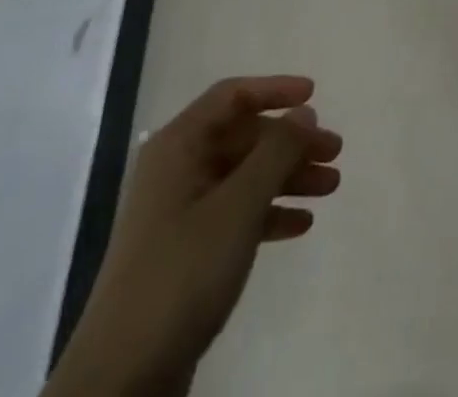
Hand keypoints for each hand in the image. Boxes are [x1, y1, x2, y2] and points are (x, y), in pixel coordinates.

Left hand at [45, 76, 342, 396]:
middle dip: (291, 142)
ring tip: (331, 188)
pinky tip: (300, 225)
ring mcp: (179, 213)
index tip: (315, 96)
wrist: (122, 379)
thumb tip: (304, 112)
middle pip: (244, 138)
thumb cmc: (183, 273)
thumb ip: (276, 152)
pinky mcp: (186, 252)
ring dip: (287, 177)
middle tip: (335, 153)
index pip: (232, 96)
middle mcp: (177, 170)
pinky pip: (236, 214)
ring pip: (244, 176)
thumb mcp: (238, 206)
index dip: (275, 89)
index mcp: (178, 147)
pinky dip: (268, 213)